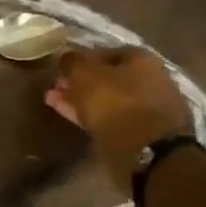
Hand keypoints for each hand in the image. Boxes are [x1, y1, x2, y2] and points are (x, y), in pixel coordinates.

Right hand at [46, 46, 193, 189]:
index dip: (80, 60)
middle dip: (80, 82)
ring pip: (109, 100)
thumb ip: (73, 63)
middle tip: (56, 88)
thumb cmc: (117, 105)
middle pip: (108, 77)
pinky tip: (74, 118)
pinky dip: (93, 117)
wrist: (150, 153)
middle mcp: (150, 79)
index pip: (104, 52)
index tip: (60, 69)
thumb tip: (65, 54)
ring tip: (54, 102)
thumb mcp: (86, 77)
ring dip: (83, 100)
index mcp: (141, 59)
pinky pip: (113, 119)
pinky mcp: (144, 133)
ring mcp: (149, 108)